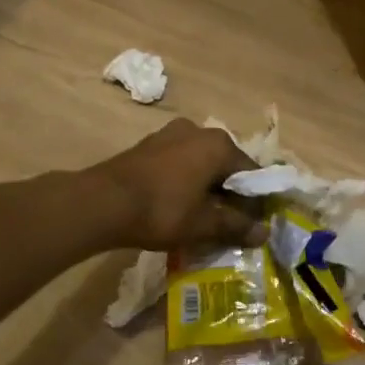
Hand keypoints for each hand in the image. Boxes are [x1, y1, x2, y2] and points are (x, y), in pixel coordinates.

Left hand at [87, 119, 262, 251]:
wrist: (101, 204)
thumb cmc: (161, 210)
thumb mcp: (203, 224)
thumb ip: (236, 226)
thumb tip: (264, 233)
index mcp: (219, 145)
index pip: (251, 174)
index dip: (255, 202)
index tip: (253, 226)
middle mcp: (198, 130)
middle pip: (225, 166)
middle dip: (229, 194)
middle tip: (228, 225)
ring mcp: (170, 134)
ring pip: (200, 164)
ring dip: (206, 188)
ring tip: (202, 218)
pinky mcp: (148, 145)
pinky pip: (178, 164)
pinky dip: (185, 182)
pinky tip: (178, 206)